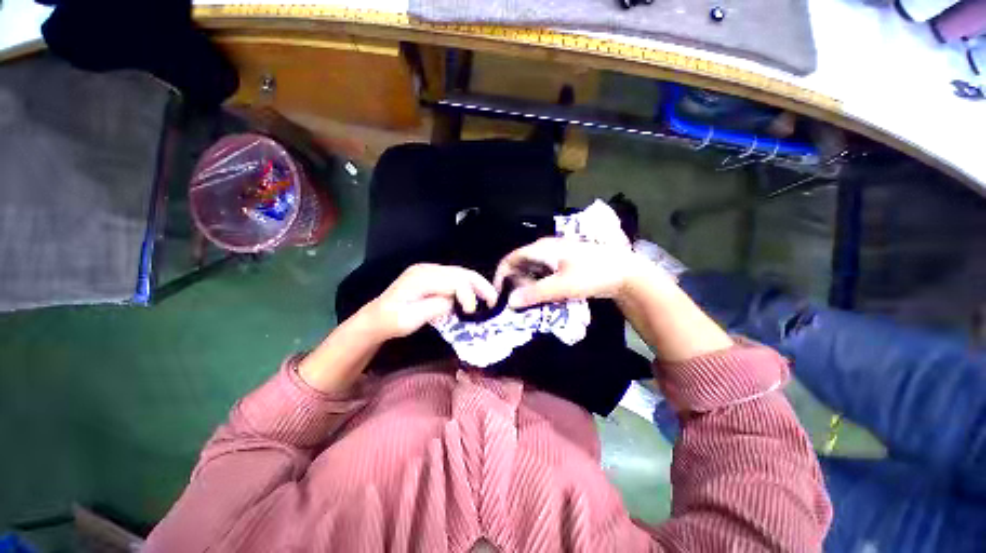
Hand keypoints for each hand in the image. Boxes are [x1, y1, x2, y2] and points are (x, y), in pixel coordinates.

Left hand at [362, 264, 497, 340]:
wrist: (376, 318)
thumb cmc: (391, 321)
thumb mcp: (409, 320)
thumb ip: (434, 308)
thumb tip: (454, 303)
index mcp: (421, 278)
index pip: (454, 281)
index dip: (468, 295)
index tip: (472, 312)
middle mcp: (427, 269)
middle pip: (460, 272)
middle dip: (480, 285)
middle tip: (493, 300)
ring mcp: (429, 270)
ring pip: (460, 273)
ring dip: (476, 285)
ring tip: (489, 298)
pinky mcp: (432, 276)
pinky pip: (455, 278)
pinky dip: (468, 286)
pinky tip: (474, 296)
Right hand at [495, 237, 659, 308]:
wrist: (625, 272)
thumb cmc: (593, 274)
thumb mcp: (562, 286)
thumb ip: (535, 293)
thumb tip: (510, 301)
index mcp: (542, 248)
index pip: (511, 258)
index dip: (501, 274)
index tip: (498, 293)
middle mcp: (546, 248)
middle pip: (520, 264)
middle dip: (515, 282)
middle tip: (517, 301)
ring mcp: (556, 255)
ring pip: (532, 269)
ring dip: (527, 285)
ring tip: (529, 301)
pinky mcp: (564, 263)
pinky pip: (544, 273)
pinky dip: (538, 284)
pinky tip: (543, 296)